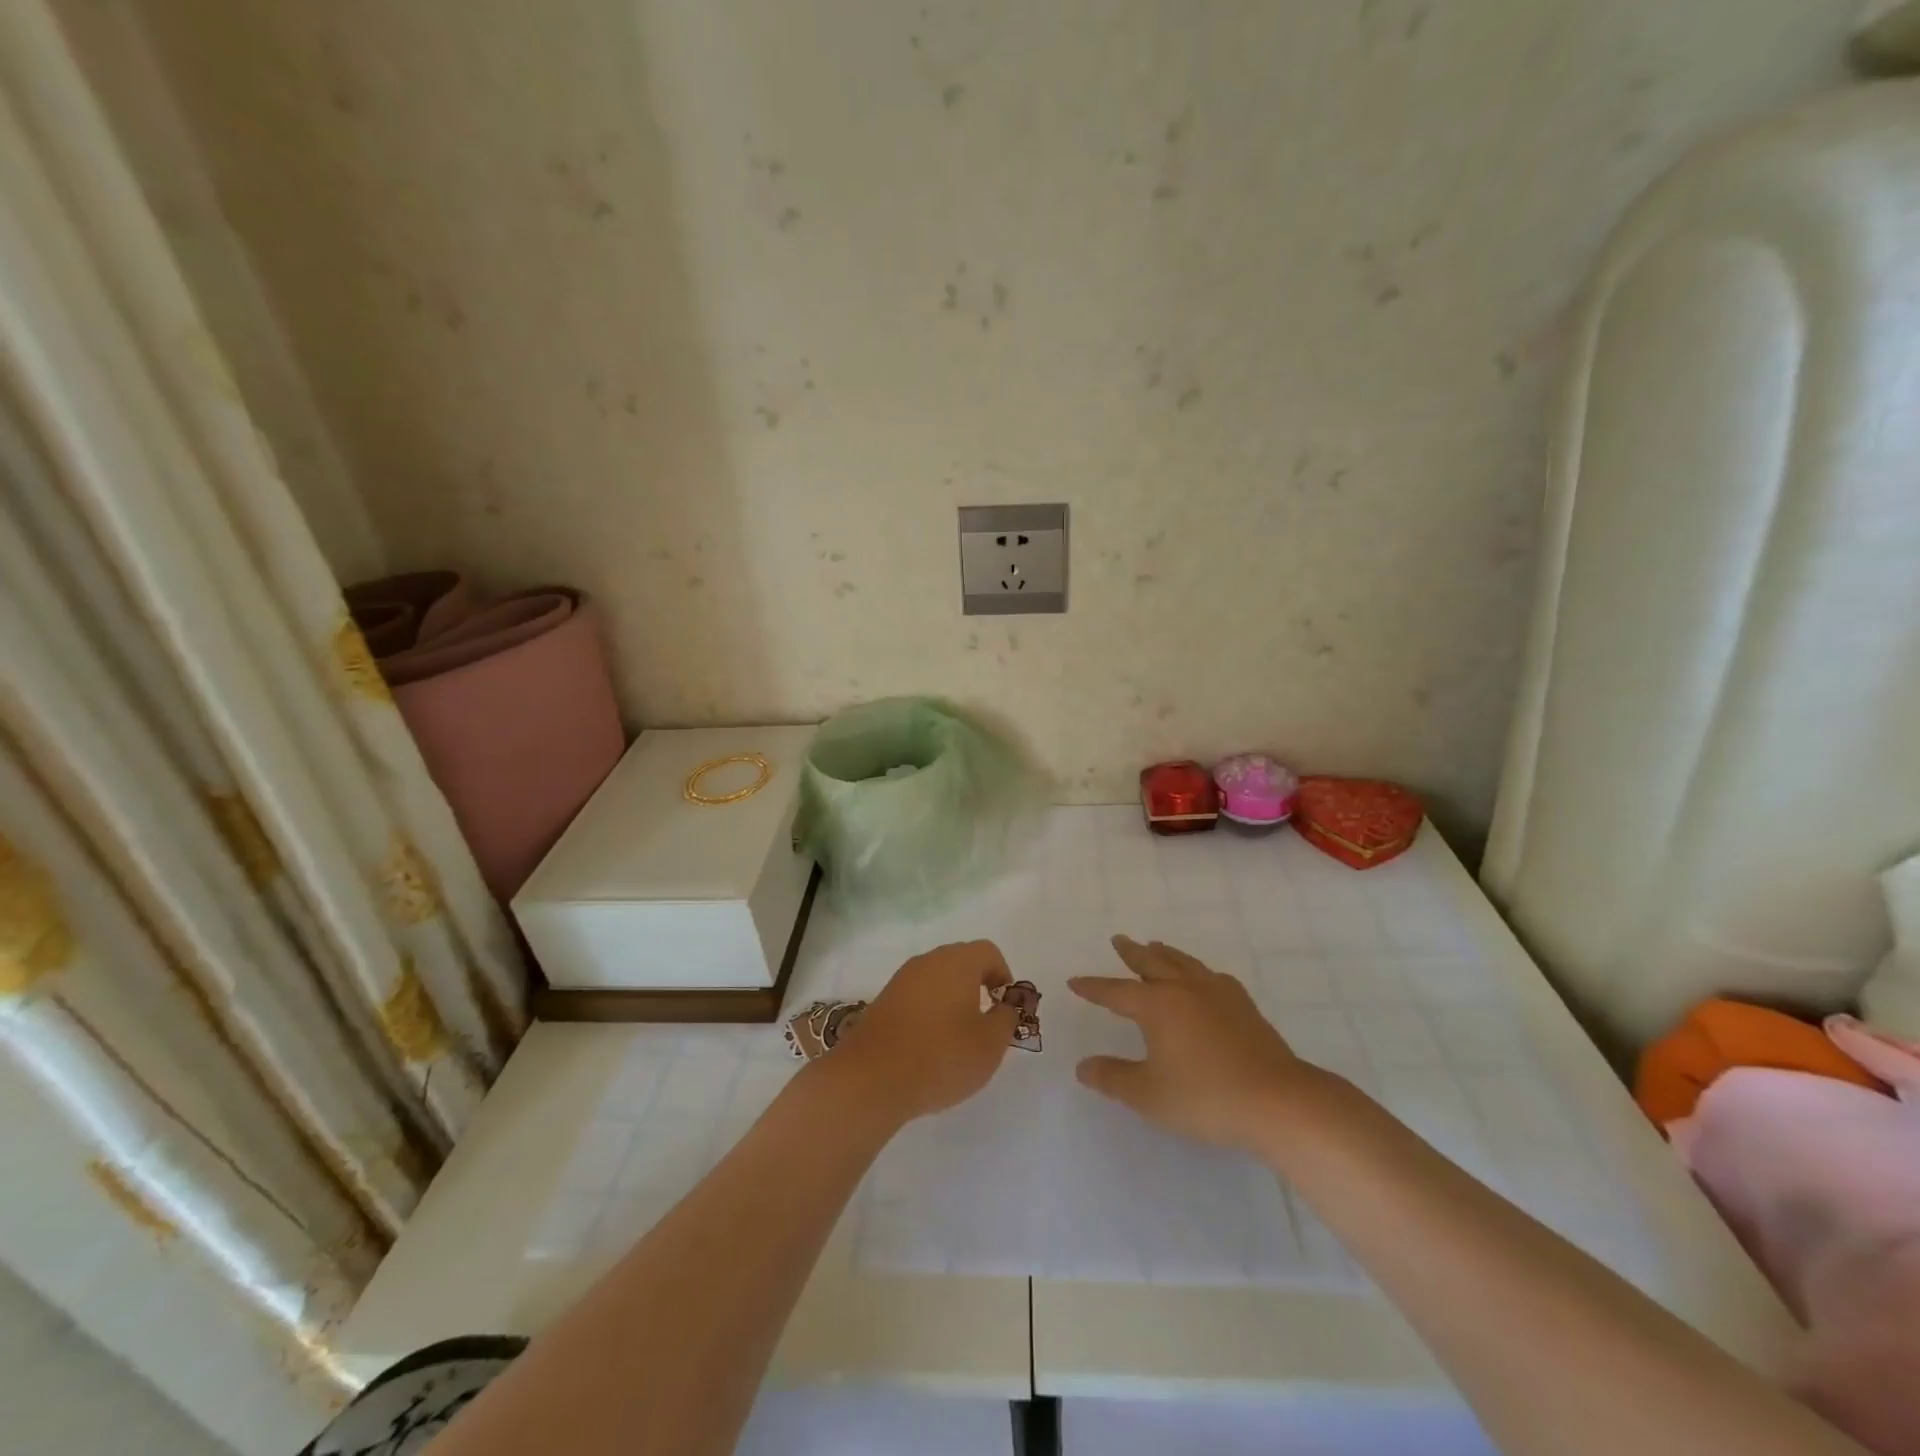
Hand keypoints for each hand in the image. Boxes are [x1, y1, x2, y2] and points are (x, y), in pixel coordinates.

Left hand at [832, 941, 1019, 1120]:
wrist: (872, 1078)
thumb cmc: (942, 1056)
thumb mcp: (990, 1044)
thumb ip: (1006, 1020)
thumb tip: (1005, 1007)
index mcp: (957, 962)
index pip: (988, 952)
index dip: (1003, 975)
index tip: (1004, 1007)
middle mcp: (928, 961)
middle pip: (961, 962)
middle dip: (977, 987)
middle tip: (984, 1023)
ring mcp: (901, 980)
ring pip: (936, 980)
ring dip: (951, 1001)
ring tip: (957, 1039)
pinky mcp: (883, 1001)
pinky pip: (916, 997)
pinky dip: (928, 1013)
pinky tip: (929, 1047)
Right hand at [1071, 935, 1331, 1153]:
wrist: (1278, 1101)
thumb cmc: (1206, 1097)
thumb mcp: (1149, 1095)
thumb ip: (1113, 1078)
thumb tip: (1083, 1066)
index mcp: (1157, 1006)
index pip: (1115, 992)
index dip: (1093, 988)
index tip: (1075, 982)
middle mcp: (1184, 989)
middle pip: (1151, 963)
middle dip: (1131, 953)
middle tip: (1119, 939)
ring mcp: (1218, 994)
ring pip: (1184, 963)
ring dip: (1165, 954)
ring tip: (1155, 946)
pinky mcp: (1244, 1007)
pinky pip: (1212, 977)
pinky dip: (1198, 971)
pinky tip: (1204, 979)